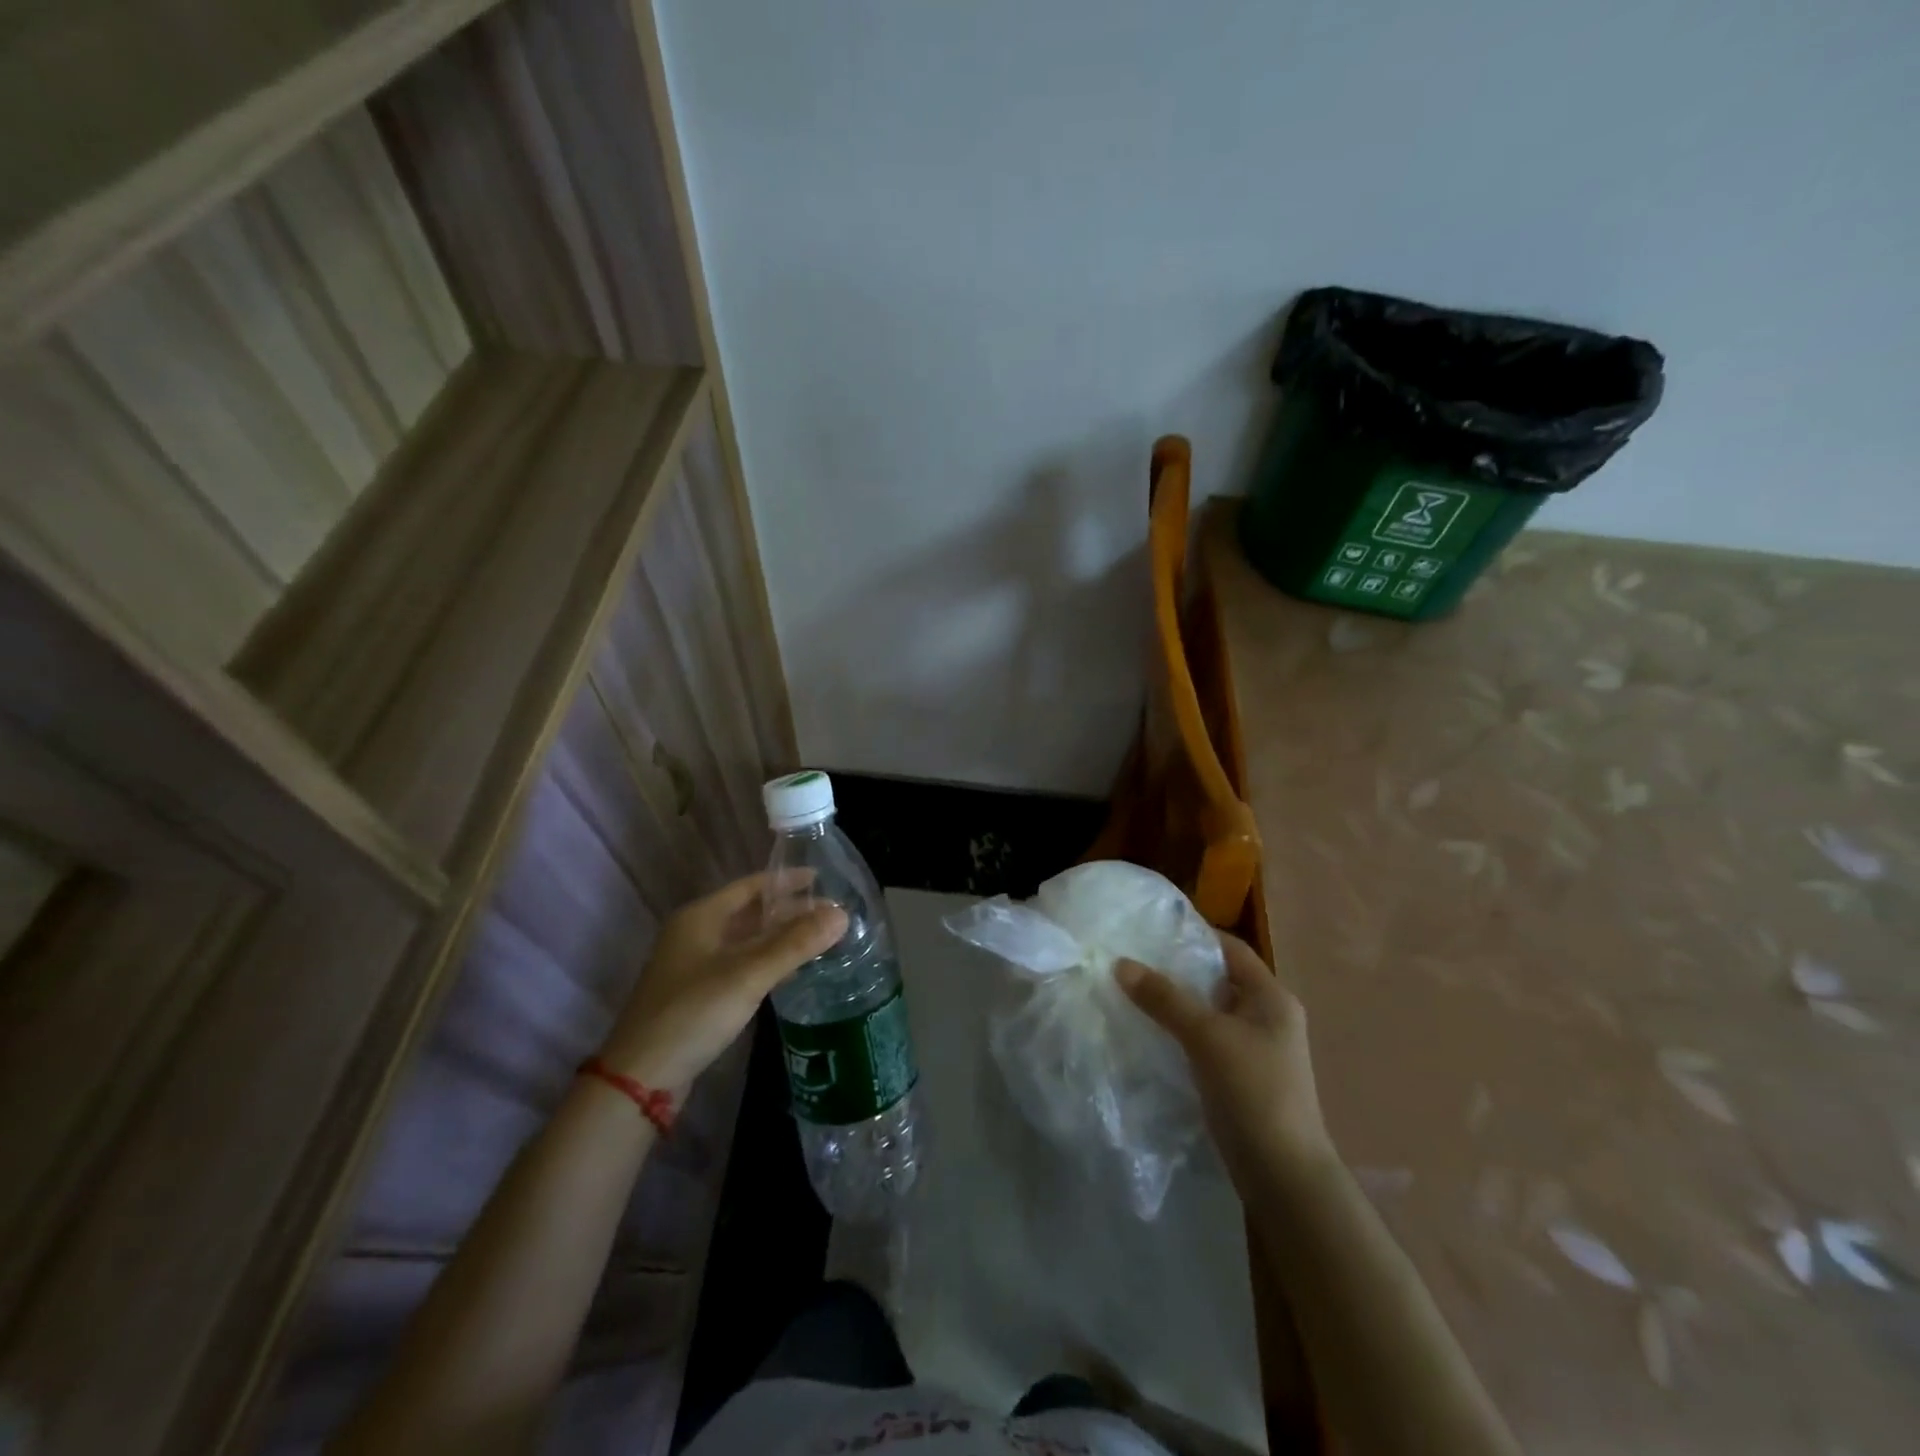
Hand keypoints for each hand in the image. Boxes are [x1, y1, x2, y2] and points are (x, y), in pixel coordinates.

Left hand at [598, 871, 846, 1094]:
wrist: (640, 1078)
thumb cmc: (693, 1013)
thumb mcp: (747, 975)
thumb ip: (795, 944)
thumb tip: (842, 914)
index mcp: (700, 917)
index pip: (751, 885)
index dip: (787, 880)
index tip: (823, 879)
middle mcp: (695, 933)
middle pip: (750, 912)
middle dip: (789, 911)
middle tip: (830, 913)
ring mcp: (694, 965)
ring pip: (746, 940)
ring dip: (780, 937)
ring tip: (820, 938)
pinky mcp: (698, 994)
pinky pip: (741, 965)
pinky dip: (767, 962)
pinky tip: (792, 971)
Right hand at [1115, 931, 1332, 1188]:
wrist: (1283, 1175)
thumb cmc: (1253, 1091)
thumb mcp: (1206, 1036)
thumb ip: (1164, 998)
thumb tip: (1120, 963)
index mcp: (1272, 997)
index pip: (1230, 949)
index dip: (1193, 935)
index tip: (1150, 930)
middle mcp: (1267, 1017)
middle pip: (1216, 979)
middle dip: (1176, 970)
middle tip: (1132, 959)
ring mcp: (1255, 1049)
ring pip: (1208, 1012)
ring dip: (1175, 1004)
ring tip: (1131, 992)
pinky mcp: (1240, 1077)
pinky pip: (1205, 1041)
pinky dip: (1179, 1033)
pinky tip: (1148, 1033)